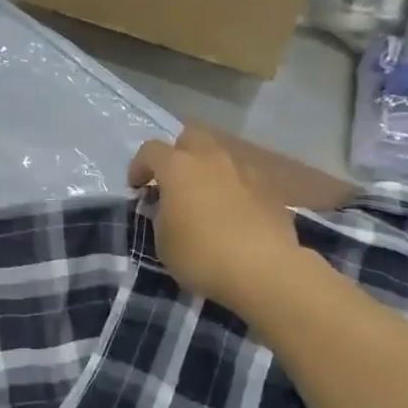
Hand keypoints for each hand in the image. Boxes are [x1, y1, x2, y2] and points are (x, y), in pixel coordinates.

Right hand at [128, 130, 302, 315]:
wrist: (264, 270)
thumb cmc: (202, 256)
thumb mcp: (164, 242)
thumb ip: (161, 216)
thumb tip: (167, 206)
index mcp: (178, 167)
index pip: (151, 150)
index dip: (139, 166)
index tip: (137, 187)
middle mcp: (211, 159)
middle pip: (191, 137)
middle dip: (179, 154)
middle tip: (175, 181)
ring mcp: (244, 171)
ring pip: (221, 157)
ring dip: (209, 171)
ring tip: (207, 199)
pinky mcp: (270, 189)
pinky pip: (244, 179)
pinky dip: (234, 189)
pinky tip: (235, 215)